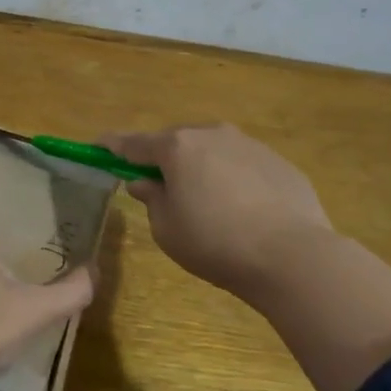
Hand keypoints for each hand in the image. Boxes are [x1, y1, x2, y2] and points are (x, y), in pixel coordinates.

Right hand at [103, 123, 332, 301]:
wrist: (293, 256)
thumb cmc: (215, 243)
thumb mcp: (167, 228)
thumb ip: (152, 198)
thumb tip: (145, 182)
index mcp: (178, 147)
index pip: (133, 142)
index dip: (111, 146)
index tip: (97, 147)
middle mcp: (213, 134)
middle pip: (176, 142)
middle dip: (162, 159)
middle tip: (157, 185)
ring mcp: (250, 145)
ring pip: (212, 151)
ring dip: (200, 167)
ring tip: (205, 201)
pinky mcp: (280, 162)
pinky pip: (243, 165)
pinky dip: (232, 179)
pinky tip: (241, 210)